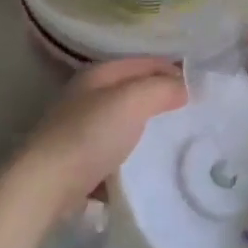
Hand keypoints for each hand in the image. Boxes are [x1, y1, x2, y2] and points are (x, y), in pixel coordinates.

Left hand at [12, 59, 186, 217]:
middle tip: (194, 115)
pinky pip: (115, 148)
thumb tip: (184, 87)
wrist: (45, 186)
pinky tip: (148, 165)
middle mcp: (87, 95)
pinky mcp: (78, 157)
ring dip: (148, 128)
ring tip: (176, 140)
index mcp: (98, 74)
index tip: (202, 90)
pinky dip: (133, 153)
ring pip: (125, 119)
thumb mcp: (132, 102)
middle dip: (162, 99)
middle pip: (134, 90)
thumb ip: (161, 88)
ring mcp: (80, 127)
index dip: (174, 70)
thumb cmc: (89, 136)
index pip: (145, 62)